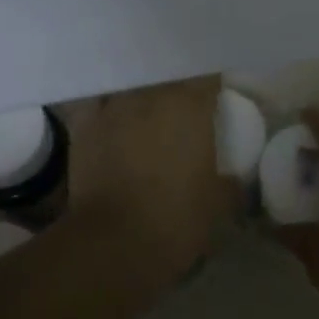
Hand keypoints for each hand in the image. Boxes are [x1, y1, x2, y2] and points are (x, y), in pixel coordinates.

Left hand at [64, 77, 229, 287]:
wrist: (111, 244)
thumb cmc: (175, 221)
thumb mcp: (219, 205)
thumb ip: (231, 183)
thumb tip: (234, 179)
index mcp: (190, 105)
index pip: (208, 75)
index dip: (214, 83)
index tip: (219, 95)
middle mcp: (150, 94)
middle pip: (168, 73)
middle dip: (178, 84)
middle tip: (186, 104)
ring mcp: (113, 106)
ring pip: (132, 83)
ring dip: (143, 92)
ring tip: (149, 108)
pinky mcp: (83, 124)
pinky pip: (98, 102)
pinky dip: (107, 105)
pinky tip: (113, 115)